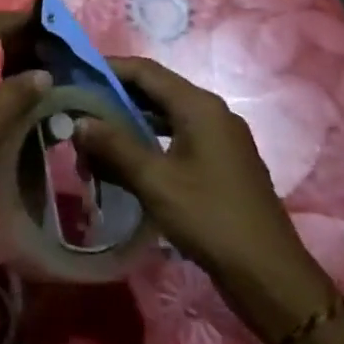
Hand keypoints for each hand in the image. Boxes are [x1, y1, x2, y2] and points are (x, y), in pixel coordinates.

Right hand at [75, 57, 333, 341]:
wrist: (269, 275)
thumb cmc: (210, 218)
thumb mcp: (155, 181)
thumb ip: (114, 146)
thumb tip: (78, 122)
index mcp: (199, 106)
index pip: (145, 71)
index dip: (108, 68)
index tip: (74, 73)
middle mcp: (211, 113)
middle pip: (154, 91)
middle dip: (114, 98)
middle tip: (77, 107)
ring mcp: (219, 139)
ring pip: (163, 116)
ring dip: (128, 123)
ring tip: (93, 136)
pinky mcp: (220, 163)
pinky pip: (175, 138)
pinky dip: (147, 141)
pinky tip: (124, 161)